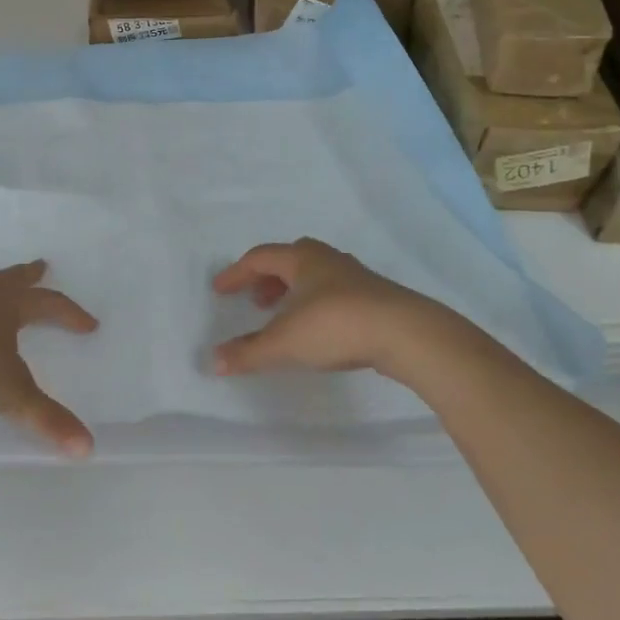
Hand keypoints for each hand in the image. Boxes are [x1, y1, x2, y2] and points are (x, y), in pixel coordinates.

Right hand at [210, 239, 471, 383]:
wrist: (405, 332)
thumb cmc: (335, 326)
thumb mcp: (285, 342)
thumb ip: (249, 352)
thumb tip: (214, 361)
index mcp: (301, 258)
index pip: (259, 258)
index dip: (237, 273)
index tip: (219, 289)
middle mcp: (326, 259)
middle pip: (288, 260)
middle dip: (267, 279)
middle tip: (253, 301)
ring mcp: (354, 276)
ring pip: (314, 275)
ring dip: (292, 291)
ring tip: (283, 317)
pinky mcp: (374, 296)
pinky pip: (333, 292)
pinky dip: (314, 303)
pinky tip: (318, 328)